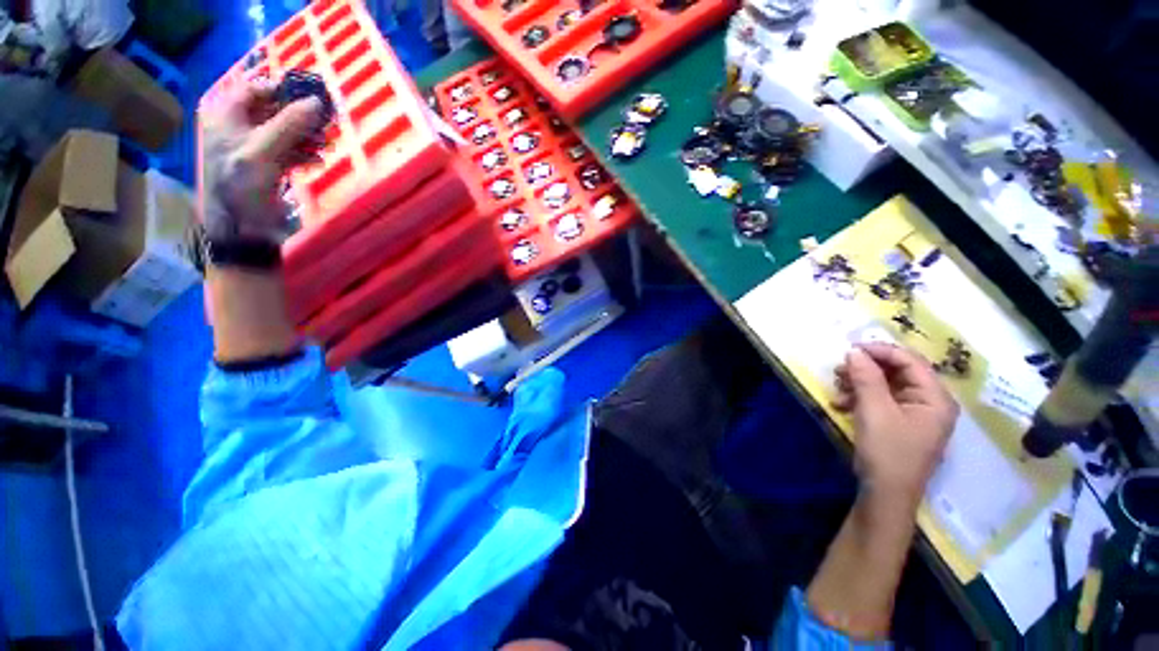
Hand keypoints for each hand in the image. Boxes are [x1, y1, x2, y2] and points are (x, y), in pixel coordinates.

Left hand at [200, 79, 324, 241]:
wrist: (241, 228)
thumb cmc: (242, 185)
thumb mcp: (263, 150)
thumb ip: (289, 124)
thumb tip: (318, 102)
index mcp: (225, 115)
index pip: (255, 89)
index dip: (283, 91)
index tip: (312, 98)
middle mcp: (237, 126)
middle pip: (273, 110)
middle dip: (300, 116)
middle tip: (325, 123)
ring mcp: (252, 146)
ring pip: (284, 130)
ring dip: (307, 136)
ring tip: (326, 143)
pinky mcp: (266, 165)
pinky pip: (288, 150)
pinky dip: (304, 153)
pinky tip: (317, 161)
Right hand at [834, 342, 957, 502]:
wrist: (885, 494)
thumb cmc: (887, 451)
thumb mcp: (874, 411)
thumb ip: (866, 378)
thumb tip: (854, 351)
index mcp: (935, 398)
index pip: (910, 362)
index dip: (880, 351)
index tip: (849, 350)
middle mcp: (929, 402)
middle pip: (897, 372)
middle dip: (866, 369)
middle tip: (838, 370)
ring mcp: (914, 414)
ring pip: (885, 386)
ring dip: (859, 384)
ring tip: (837, 390)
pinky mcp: (899, 424)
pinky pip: (879, 400)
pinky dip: (859, 398)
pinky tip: (841, 404)